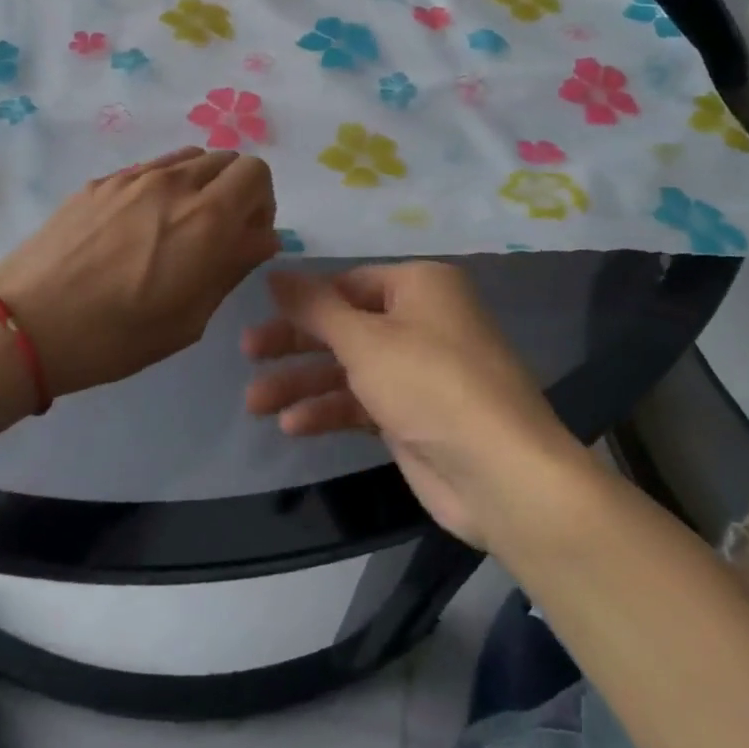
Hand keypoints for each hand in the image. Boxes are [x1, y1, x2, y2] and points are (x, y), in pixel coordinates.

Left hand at [0, 147, 277, 397]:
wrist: (26, 323)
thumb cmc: (116, 336)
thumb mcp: (190, 317)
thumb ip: (232, 267)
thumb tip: (261, 238)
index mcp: (206, 218)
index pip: (256, 173)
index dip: (261, 203)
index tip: (246, 237)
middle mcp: (174, 184)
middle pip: (225, 159)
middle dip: (234, 192)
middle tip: (216, 235)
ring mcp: (132, 177)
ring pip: (187, 159)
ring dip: (199, 186)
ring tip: (176, 229)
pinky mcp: (99, 182)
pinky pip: (149, 170)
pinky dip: (162, 187)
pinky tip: (136, 229)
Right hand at [242, 261, 581, 544]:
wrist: (501, 474)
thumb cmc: (430, 383)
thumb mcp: (364, 339)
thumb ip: (314, 306)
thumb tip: (275, 273)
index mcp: (420, 286)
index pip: (349, 283)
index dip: (304, 299)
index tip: (260, 312)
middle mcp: (422, 321)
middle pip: (344, 325)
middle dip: (295, 343)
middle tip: (247, 353)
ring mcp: (419, 371)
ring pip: (349, 368)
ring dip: (303, 384)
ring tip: (254, 403)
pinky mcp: (414, 416)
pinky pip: (362, 403)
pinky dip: (329, 411)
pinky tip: (292, 426)